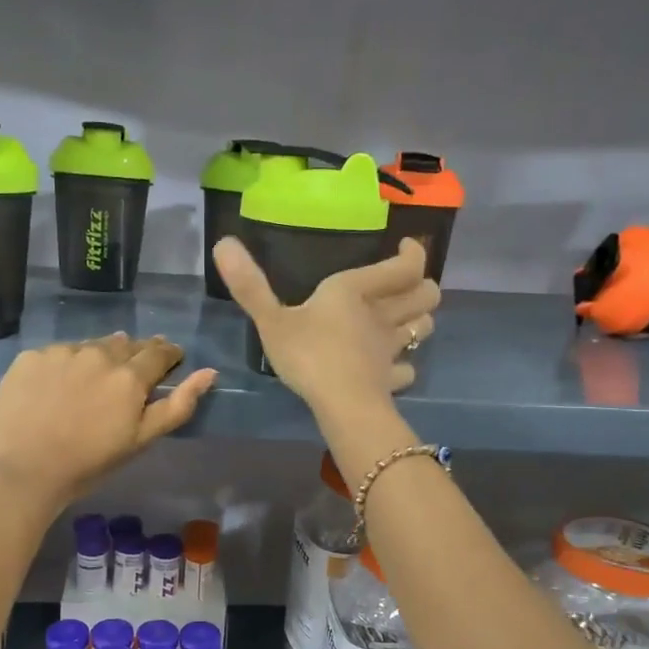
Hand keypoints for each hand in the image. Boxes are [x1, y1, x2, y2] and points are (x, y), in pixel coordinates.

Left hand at [0, 334, 215, 507]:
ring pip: (90, 346)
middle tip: (129, 375)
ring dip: (99, 357)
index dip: (168, 354)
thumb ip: (178, 405)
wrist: (23, 472)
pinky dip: (65, 365)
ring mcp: (61, 352)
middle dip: (134, 355)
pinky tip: (58, 387)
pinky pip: (57, 354)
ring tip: (93, 380)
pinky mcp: (30, 357)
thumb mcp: (141, 440)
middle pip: (124, 344)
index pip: (158, 352)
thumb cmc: (89, 463)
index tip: (171, 360)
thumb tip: (210, 372)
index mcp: (129, 376)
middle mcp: (98, 354)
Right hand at [213, 236, 438, 419]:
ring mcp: (390, 350)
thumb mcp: (271, 320)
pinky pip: (407, 369)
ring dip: (419, 321)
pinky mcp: (391, 380)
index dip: (413, 254)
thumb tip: (222, 242)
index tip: (407, 247)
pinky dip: (404, 366)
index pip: (404, 266)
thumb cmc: (308, 355)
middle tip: (405, 286)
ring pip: (423, 328)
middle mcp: (382, 315)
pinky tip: (391, 368)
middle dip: (422, 288)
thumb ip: (249, 285)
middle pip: (426, 295)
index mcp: (356, 291)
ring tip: (403, 321)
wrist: (342, 406)